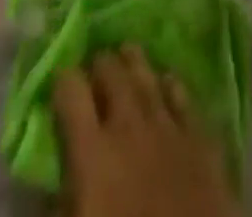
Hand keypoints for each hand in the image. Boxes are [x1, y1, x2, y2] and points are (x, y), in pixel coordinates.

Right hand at [53, 47, 238, 216]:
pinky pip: (182, 95)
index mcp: (93, 153)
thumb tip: (53, 183)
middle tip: (94, 63)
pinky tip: (167, 79)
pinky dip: (170, 83)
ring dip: (134, 62)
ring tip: (126, 51)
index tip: (60, 76)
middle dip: (101, 64)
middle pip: (113, 75)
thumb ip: (60, 205)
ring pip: (148, 76)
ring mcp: (168, 124)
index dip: (64, 80)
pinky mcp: (198, 134)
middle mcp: (129, 125)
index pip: (72, 95)